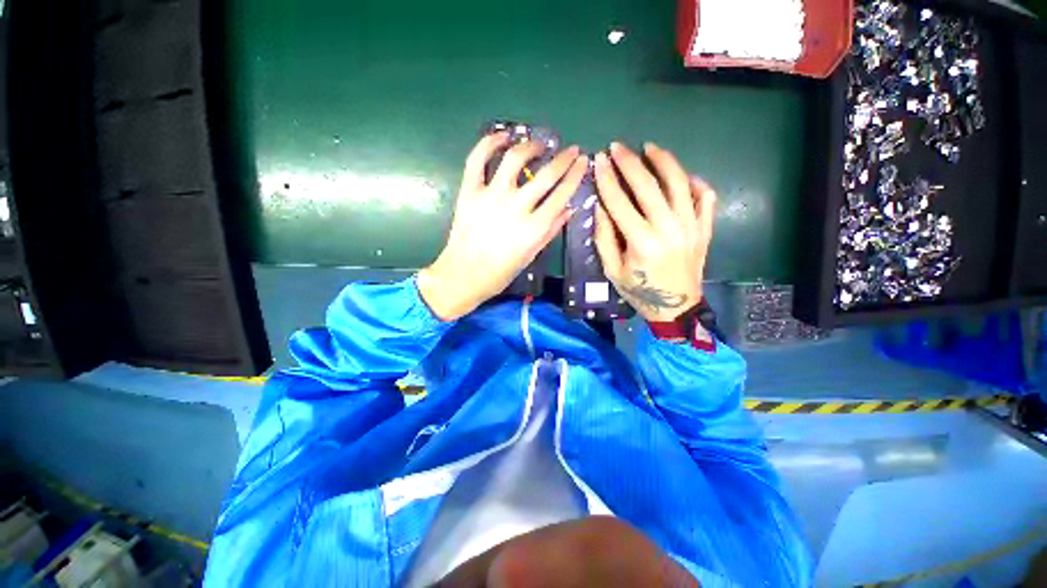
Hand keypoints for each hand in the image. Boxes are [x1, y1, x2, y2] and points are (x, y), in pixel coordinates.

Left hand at [418, 133, 588, 320]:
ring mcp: (490, 196)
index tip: (582, 161)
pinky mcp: (469, 192)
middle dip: (564, 158)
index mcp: (533, 228)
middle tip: (571, 150)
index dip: (575, 175)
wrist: (463, 275)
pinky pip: (477, 159)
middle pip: (546, 175)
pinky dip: (489, 142)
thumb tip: (568, 208)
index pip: (561, 195)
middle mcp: (515, 207)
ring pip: (515, 158)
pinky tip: (503, 136)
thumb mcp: (531, 255)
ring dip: (531, 146)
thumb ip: (550, 230)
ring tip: (539, 145)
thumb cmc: (500, 272)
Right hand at [593, 142, 715, 322]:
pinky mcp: (704, 227)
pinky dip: (694, 181)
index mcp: (642, 242)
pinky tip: (681, 176)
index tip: (599, 161)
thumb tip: (601, 206)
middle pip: (649, 185)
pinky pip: (705, 196)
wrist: (677, 308)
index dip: (607, 180)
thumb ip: (604, 237)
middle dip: (629, 162)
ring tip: (649, 148)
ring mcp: (692, 225)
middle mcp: (669, 228)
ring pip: (679, 182)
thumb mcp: (612, 270)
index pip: (620, 202)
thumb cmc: (640, 291)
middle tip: (617, 147)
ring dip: (663, 161)